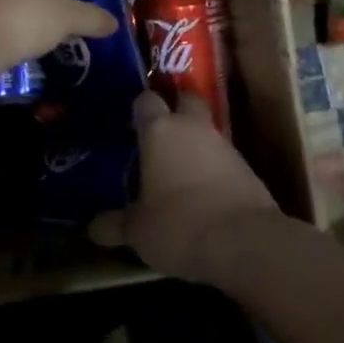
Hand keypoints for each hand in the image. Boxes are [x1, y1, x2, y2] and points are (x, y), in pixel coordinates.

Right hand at [92, 91, 278, 284]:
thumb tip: (94, 227)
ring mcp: (225, 146)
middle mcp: (193, 128)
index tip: (130, 124)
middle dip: (176, 109)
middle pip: (186, 99)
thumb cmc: (178, 225)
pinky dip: (213, 169)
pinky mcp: (248, 169)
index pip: (145, 100)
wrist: (245, 243)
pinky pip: (224, 159)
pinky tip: (203, 193)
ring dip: (195, 143)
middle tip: (159, 133)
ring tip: (178, 170)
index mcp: (159, 130)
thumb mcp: (137, 231)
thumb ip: (115, 224)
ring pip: (207, 131)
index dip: (138, 109)